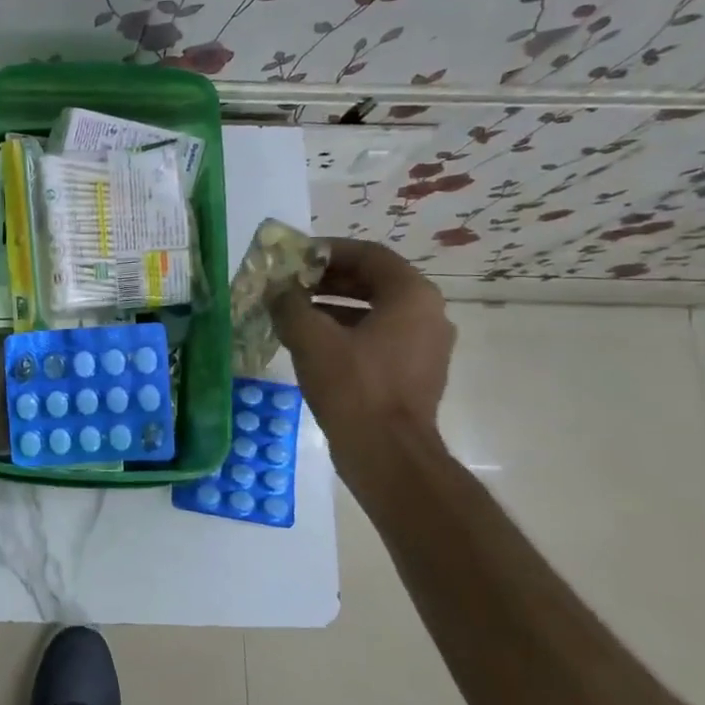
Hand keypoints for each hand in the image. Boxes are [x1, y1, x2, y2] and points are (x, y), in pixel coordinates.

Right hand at [268, 238, 455, 458]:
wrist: (387, 453)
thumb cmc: (353, 387)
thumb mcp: (311, 339)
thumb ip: (290, 305)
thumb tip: (277, 291)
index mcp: (411, 295)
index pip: (369, 254)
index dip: (328, 251)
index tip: (295, 257)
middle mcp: (427, 314)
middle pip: (373, 282)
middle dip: (328, 280)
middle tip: (289, 285)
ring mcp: (424, 346)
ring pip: (374, 312)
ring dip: (333, 307)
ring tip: (293, 313)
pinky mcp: (413, 372)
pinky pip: (378, 338)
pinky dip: (346, 332)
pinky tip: (311, 345)